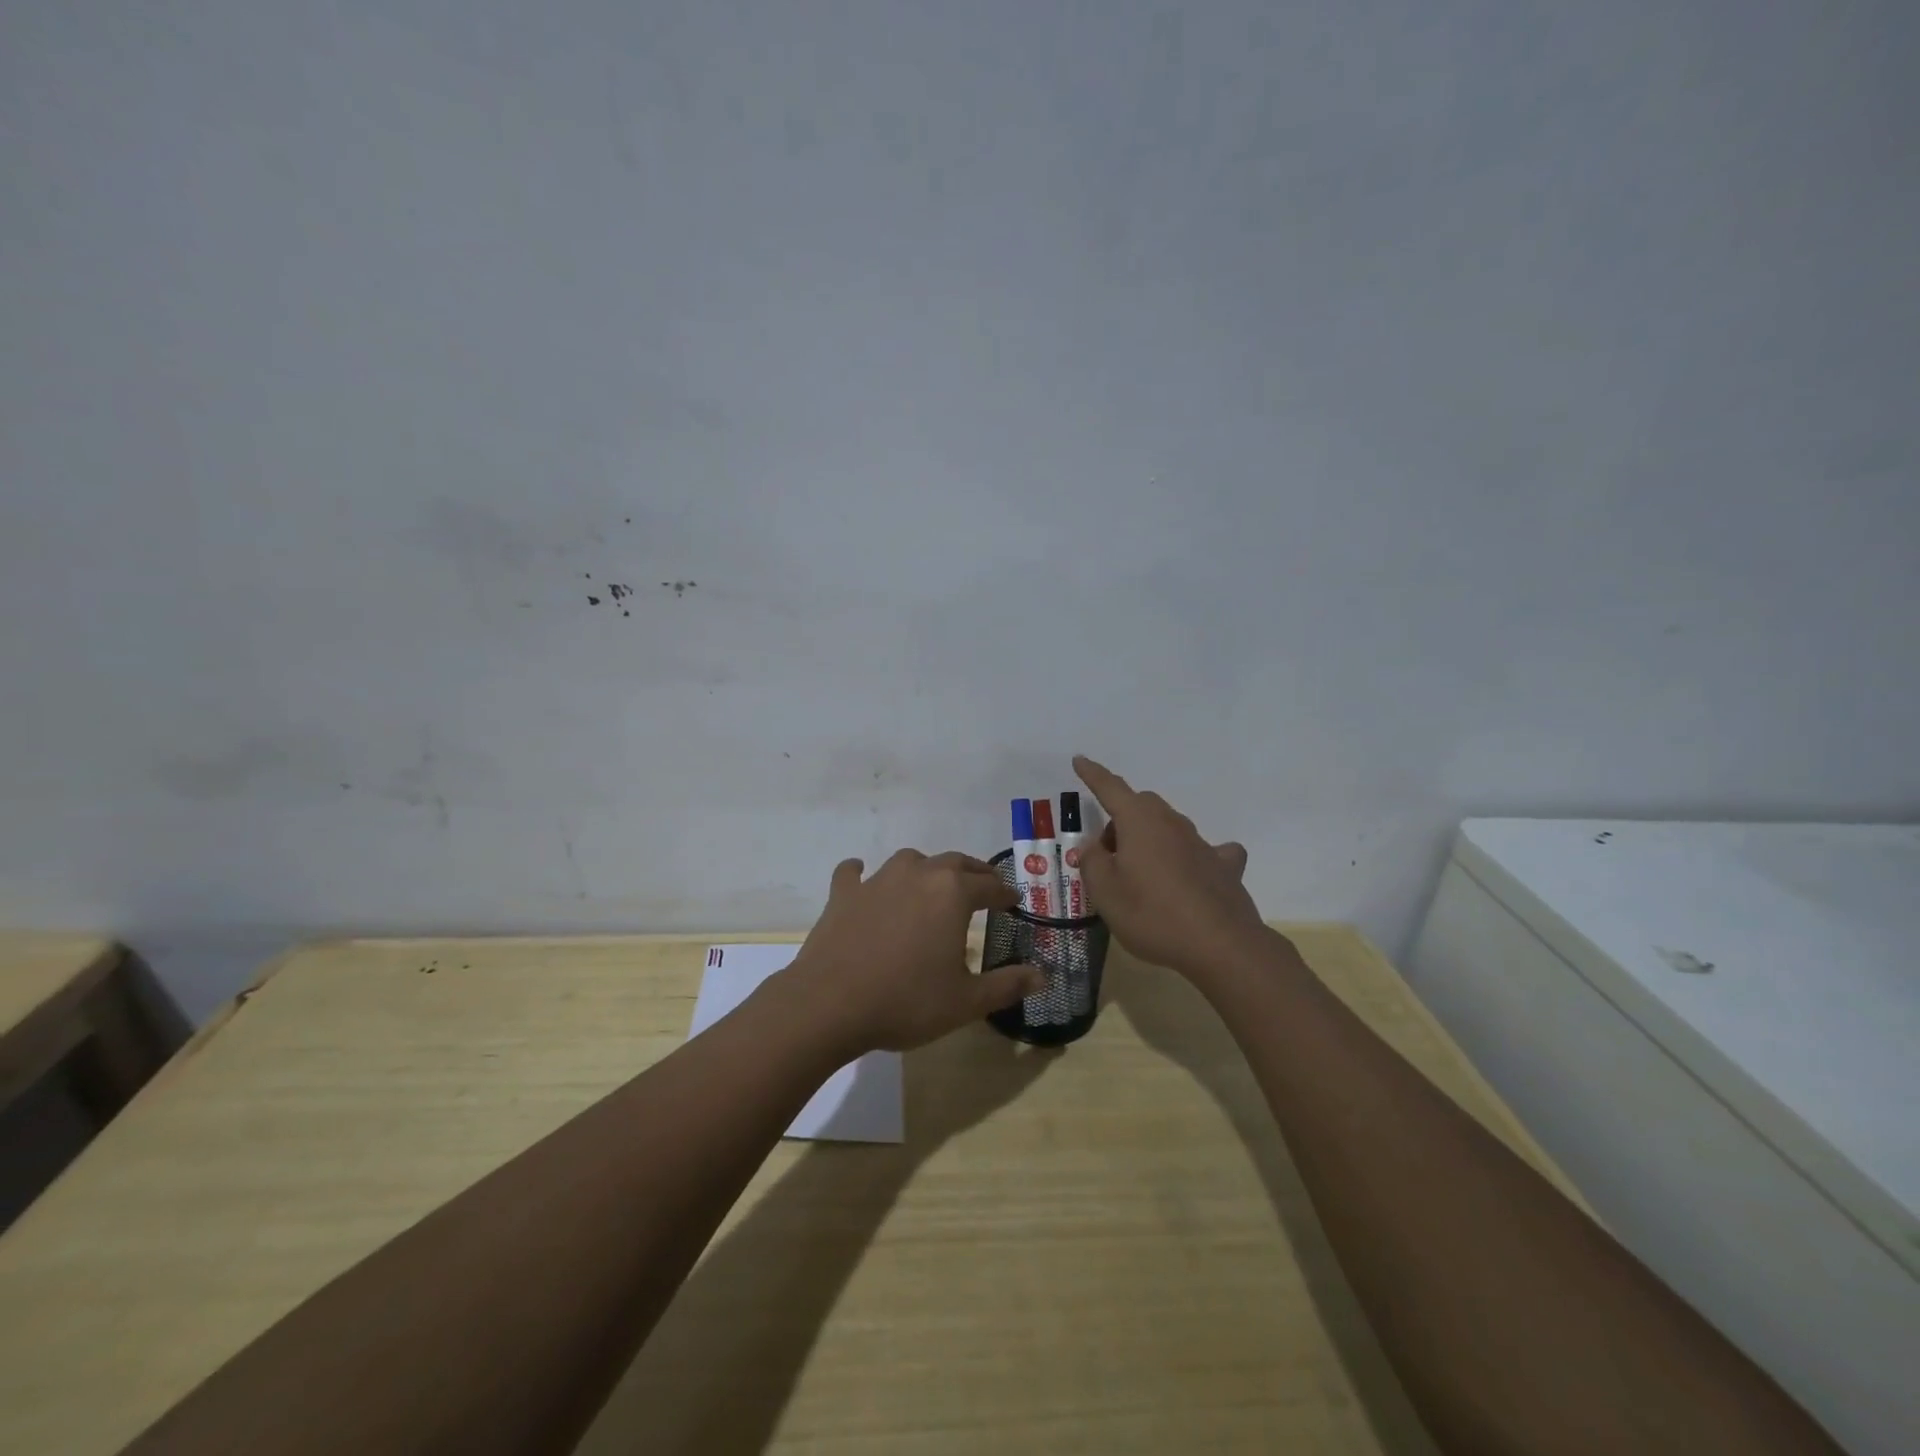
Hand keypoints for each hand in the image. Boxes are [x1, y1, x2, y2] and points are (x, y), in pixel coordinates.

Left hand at [785, 850, 1045, 1052]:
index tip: (1015, 902)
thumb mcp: (966, 1001)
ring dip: (926, 870)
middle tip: (983, 888)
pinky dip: (862, 874)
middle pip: (954, 863)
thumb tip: (1044, 976)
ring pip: (910, 862)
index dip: (1006, 895)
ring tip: (932, 885)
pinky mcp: (844, 893)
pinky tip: (862, 878)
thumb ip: (1008, 985)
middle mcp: (918, 874)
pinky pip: (855, 873)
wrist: (829, 1004)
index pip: (990, 887)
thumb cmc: (906, 1001)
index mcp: (953, 894)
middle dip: (973, 874)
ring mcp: (877, 880)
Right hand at [1073, 755, 1265, 982]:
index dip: (1092, 774)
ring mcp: (1201, 843)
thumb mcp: (1105, 893)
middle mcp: (1171, 823)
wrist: (1220, 945)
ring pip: (1169, 826)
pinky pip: (1204, 851)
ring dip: (1150, 839)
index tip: (1080, 760)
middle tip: (1108, 856)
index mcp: (1139, 822)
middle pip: (1141, 806)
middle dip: (1120, 821)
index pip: (1110, 788)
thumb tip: (1095, 846)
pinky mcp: (1224, 867)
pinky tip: (1193, 873)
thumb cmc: (1152, 914)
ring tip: (1141, 873)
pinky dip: (1192, 856)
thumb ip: (1092, 862)